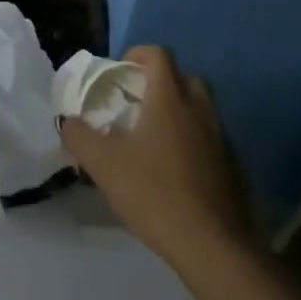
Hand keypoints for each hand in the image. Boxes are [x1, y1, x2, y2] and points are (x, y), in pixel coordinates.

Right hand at [60, 45, 257, 269]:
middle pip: (184, 77)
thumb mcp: (103, 165)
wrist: (213, 245)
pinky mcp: (233, 166)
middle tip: (138, 103)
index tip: (120, 72)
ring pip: (200, 108)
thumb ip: (79, 137)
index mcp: (169, 99)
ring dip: (179, 112)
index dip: (137, 54)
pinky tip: (176, 170)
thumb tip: (67, 121)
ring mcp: (221, 137)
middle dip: (161, 82)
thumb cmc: (154, 193)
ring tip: (154, 138)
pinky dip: (194, 141)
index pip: (158, 54)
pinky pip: (210, 138)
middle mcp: (199, 109)